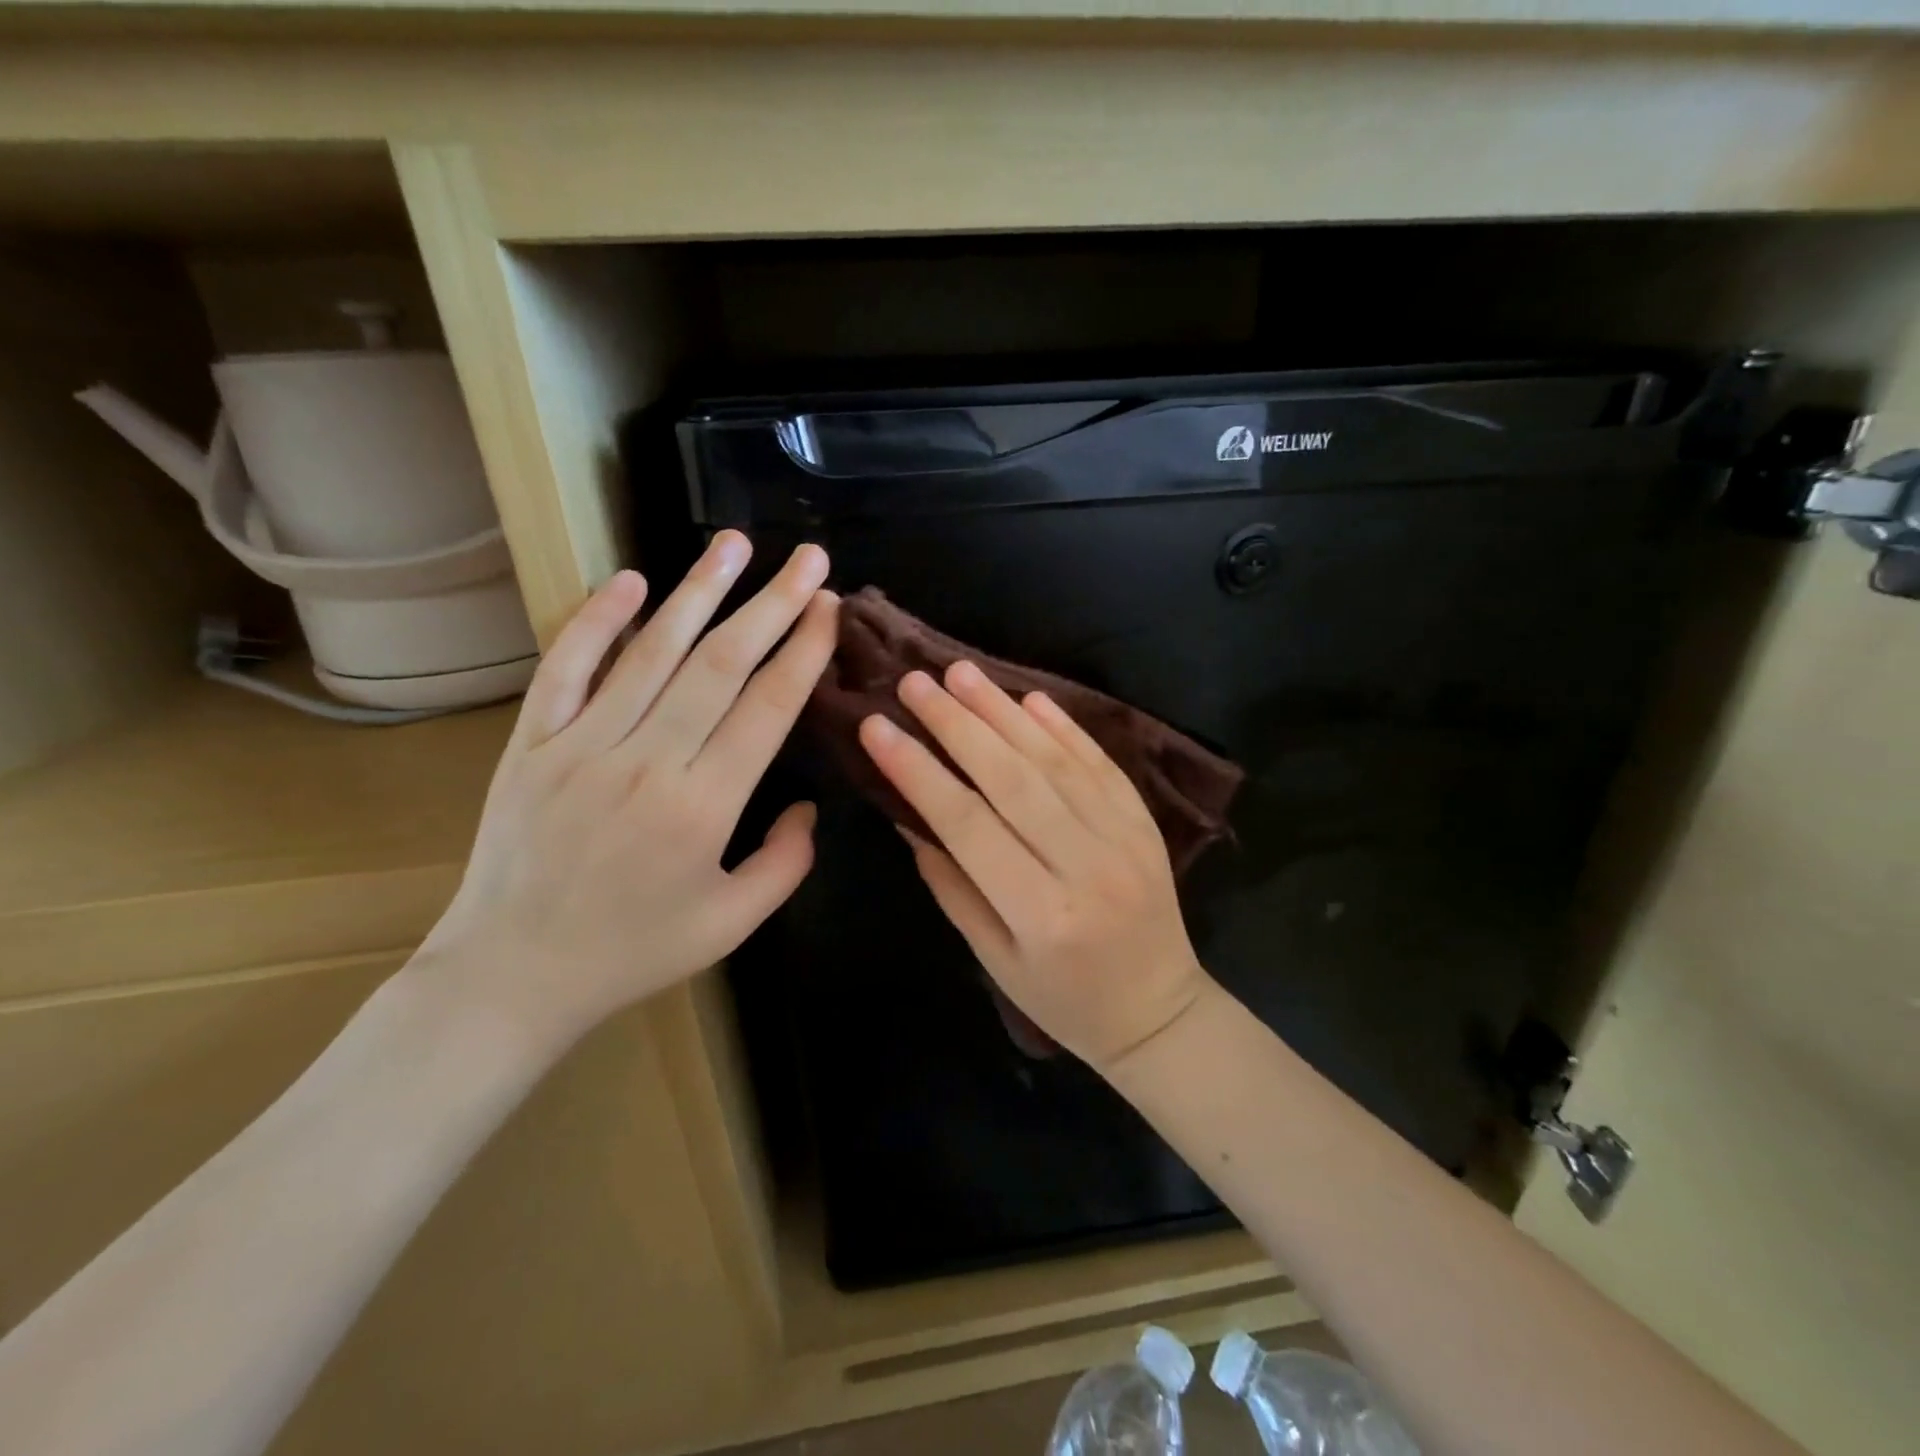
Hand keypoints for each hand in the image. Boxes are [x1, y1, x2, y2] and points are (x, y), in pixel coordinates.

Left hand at [416, 532, 836, 1054]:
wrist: (511, 974)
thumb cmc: (633, 951)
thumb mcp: (732, 924)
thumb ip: (786, 863)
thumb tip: (807, 806)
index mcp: (704, 805)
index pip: (767, 707)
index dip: (804, 651)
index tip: (830, 607)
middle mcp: (647, 760)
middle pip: (721, 664)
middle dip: (772, 604)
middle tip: (808, 559)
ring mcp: (583, 744)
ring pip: (651, 651)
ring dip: (698, 592)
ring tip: (734, 544)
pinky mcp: (534, 742)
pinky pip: (566, 668)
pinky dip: (596, 620)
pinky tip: (630, 580)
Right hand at [858, 661, 1210, 1072]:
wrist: (1158, 1011)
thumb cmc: (1064, 999)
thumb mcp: (995, 960)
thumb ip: (953, 887)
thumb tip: (912, 817)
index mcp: (1041, 913)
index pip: (967, 824)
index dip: (918, 771)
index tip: (878, 727)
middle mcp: (1085, 866)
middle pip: (1012, 779)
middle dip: (957, 725)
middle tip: (915, 682)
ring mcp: (1124, 838)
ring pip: (1056, 761)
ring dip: (1004, 711)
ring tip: (961, 673)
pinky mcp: (1144, 823)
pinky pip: (1101, 764)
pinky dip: (1064, 727)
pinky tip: (1030, 699)